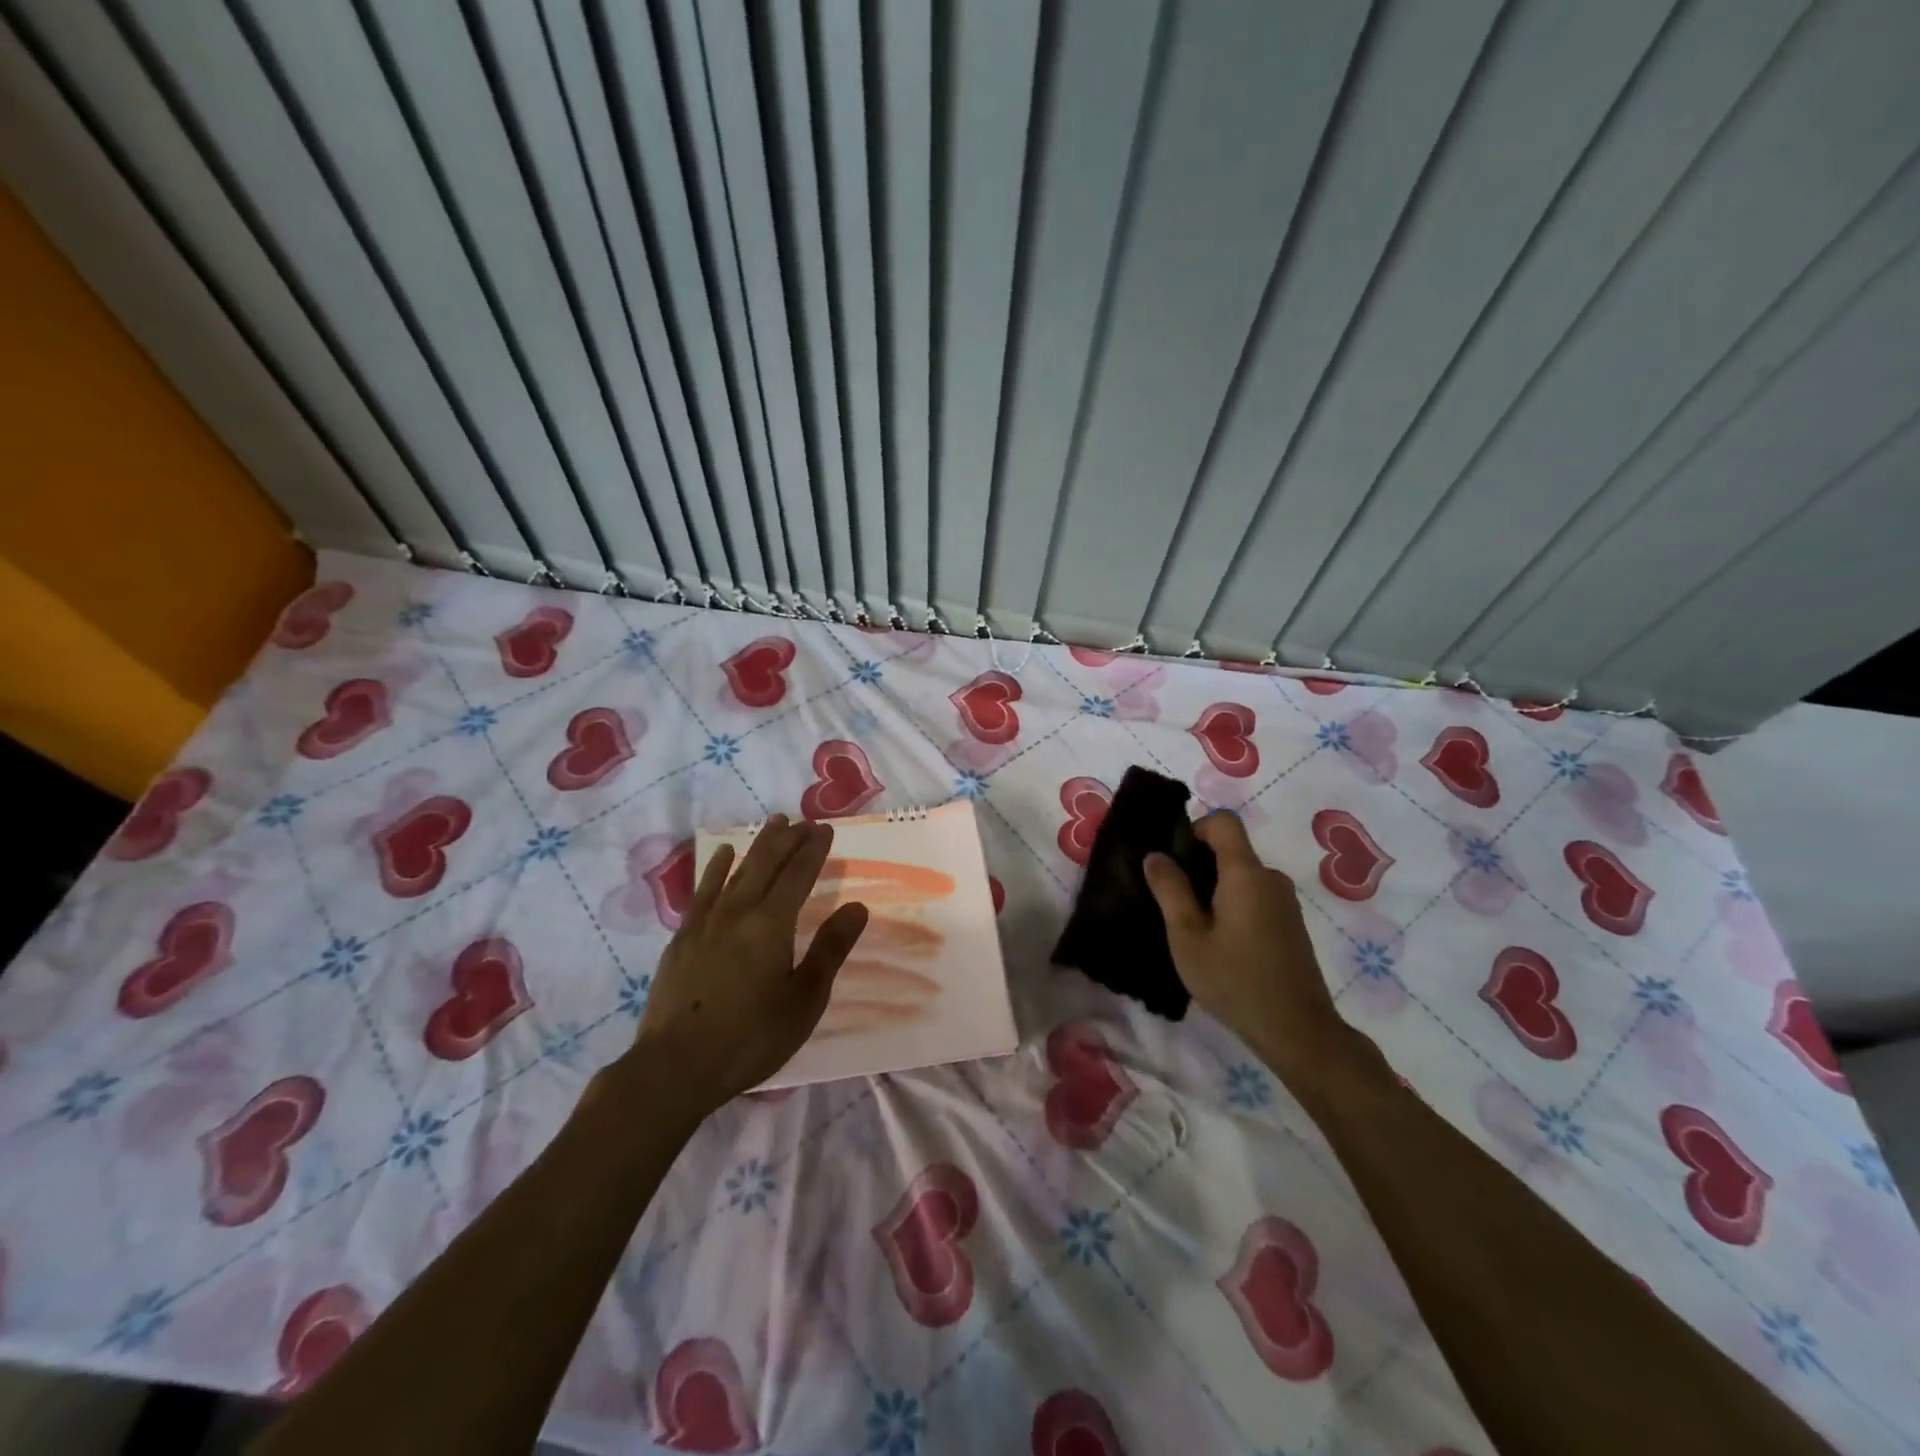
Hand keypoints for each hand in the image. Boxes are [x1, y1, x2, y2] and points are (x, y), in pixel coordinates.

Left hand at [635, 815, 869, 1106]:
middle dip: (787, 839)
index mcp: (772, 924)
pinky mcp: (682, 938)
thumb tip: (856, 906)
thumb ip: (830, 949)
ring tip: (773, 823)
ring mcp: (705, 923)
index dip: (813, 850)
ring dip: (758, 845)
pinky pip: (704, 890)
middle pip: (766, 864)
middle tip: (803, 821)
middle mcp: (738, 912)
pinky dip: (716, 868)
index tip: (825, 829)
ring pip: (736, 871)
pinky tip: (723, 856)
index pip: (798, 875)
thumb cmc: (751, 1037)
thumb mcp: (804, 999)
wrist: (674, 1068)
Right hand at [1142, 811, 1348, 1087]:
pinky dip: (1233, 906)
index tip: (1174, 860)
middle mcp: (1271, 878)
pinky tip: (1220, 944)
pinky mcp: (1291, 925)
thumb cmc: (1234, 980)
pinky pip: (1255, 897)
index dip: (1195, 829)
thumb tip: (1156, 855)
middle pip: (1231, 851)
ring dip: (1214, 890)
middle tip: (1172, 901)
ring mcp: (1285, 902)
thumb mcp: (1188, 937)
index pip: (1223, 822)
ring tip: (1192, 928)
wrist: (1298, 1031)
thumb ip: (1170, 890)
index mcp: (1246, 873)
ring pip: (1242, 877)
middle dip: (1199, 866)